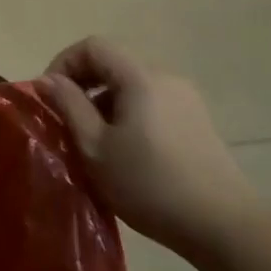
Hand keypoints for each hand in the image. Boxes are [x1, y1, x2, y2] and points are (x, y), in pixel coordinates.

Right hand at [38, 37, 258, 260]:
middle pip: (114, 61)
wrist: (222, 225)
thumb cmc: (149, 184)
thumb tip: (48, 80)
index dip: (64, 63)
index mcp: (140, 77)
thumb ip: (69, 106)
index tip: (50, 96)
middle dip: (83, 82)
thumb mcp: (95, 147)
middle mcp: (166, 77)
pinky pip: (151, 100)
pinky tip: (125, 148)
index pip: (93, 45)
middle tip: (66, 116)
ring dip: (104, 99)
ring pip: (132, 82)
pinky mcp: (197, 120)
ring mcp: (186, 98)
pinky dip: (128, 110)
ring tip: (93, 137)